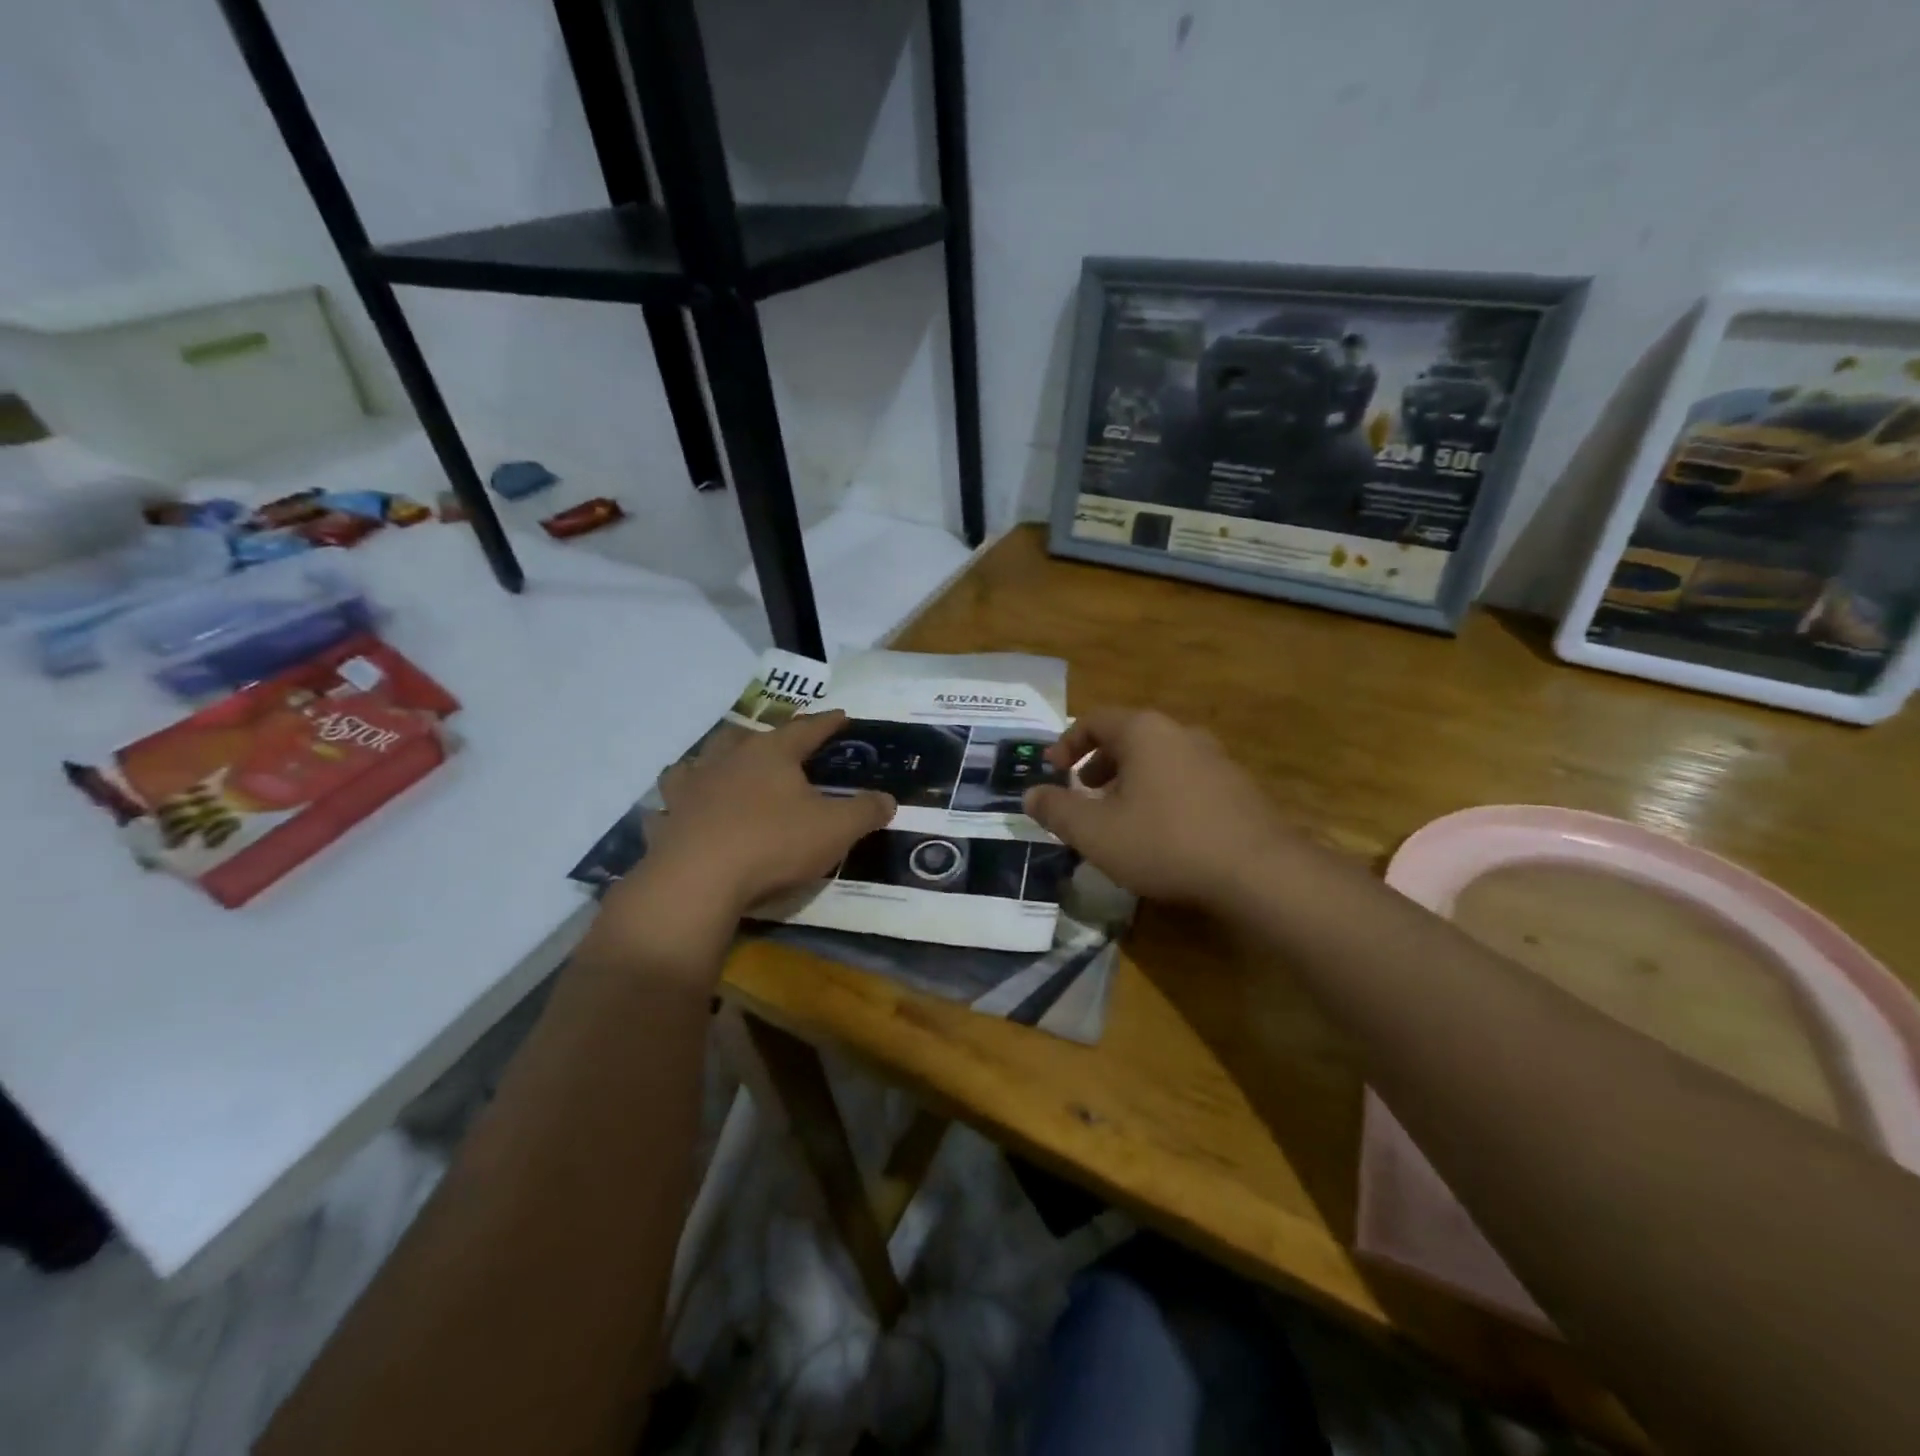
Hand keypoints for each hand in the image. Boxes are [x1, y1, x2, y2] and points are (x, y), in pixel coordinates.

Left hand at [639, 710, 894, 915]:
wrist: (698, 881)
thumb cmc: (773, 844)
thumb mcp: (836, 829)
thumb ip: (866, 811)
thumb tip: (888, 799)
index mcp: (770, 754)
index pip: (805, 729)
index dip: (827, 723)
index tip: (842, 715)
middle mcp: (726, 760)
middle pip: (744, 735)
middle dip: (763, 736)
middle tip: (775, 743)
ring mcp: (690, 789)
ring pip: (697, 762)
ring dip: (710, 762)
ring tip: (719, 768)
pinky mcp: (666, 821)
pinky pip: (667, 808)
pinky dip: (674, 808)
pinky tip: (679, 815)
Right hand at [1022, 707, 1291, 911]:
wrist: (1257, 871)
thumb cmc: (1164, 842)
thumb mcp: (1094, 832)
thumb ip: (1056, 810)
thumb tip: (1030, 794)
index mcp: (1144, 732)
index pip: (1095, 720)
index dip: (1067, 743)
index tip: (1053, 770)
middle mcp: (1180, 733)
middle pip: (1128, 737)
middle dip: (1098, 763)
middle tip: (1083, 793)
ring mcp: (1215, 758)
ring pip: (1158, 759)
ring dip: (1130, 780)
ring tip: (1118, 816)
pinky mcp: (1237, 786)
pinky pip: (1184, 779)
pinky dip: (1160, 793)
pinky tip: (1160, 832)